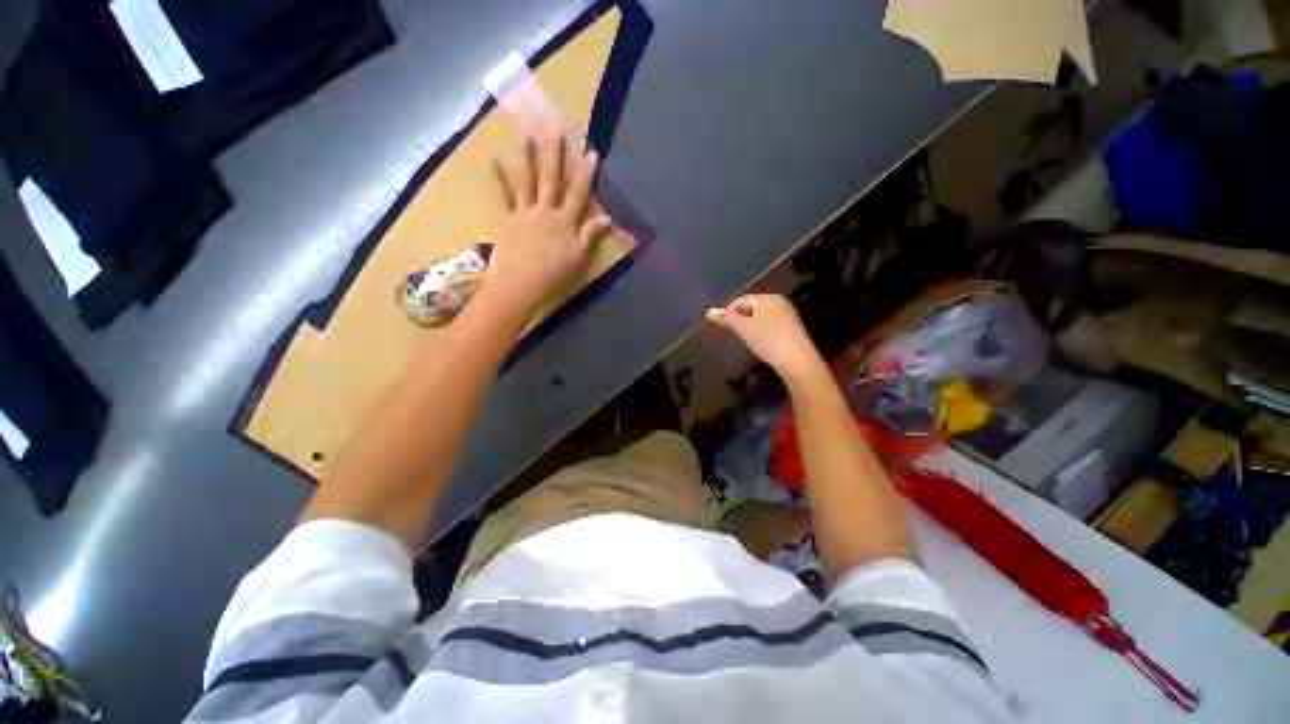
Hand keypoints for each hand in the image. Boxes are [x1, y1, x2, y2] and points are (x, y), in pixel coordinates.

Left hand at [484, 134, 613, 310]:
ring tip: (525, 133)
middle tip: (555, 128)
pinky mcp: (504, 219)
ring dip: (526, 157)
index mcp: (564, 220)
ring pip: (526, 181)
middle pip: (551, 179)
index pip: (578, 193)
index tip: (590, 152)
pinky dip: (495, 179)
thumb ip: (591, 235)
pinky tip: (490, 160)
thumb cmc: (554, 272)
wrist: (521, 281)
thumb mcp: (579, 256)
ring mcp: (523, 212)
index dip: (585, 174)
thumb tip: (608, 218)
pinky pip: (499, 196)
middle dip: (554, 154)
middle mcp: (545, 210)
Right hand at [706, 295, 828, 383]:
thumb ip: (726, 318)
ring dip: (749, 325)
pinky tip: (759, 341)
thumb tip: (709, 311)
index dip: (729, 310)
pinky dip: (761, 330)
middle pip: (752, 306)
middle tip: (731, 332)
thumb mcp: (744, 328)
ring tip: (743, 338)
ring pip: (761, 316)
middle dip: (739, 317)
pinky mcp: (792, 328)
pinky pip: (770, 324)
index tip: (720, 325)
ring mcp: (788, 315)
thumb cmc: (768, 340)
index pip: (742, 299)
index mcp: (768, 298)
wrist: (797, 360)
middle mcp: (779, 302)